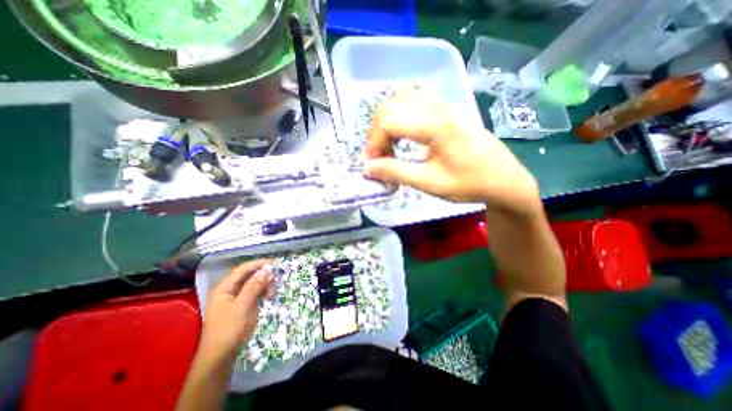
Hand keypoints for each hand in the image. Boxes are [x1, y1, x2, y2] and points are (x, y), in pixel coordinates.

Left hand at [200, 260, 272, 359]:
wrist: (220, 357)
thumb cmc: (229, 329)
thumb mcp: (243, 306)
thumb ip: (254, 285)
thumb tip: (267, 268)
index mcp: (224, 288)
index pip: (242, 269)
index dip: (257, 264)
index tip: (273, 263)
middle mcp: (229, 290)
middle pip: (248, 276)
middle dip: (262, 276)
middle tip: (275, 280)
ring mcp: (235, 298)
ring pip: (253, 284)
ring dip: (264, 285)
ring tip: (271, 293)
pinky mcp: (241, 305)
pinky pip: (254, 293)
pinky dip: (262, 292)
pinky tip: (268, 297)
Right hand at [363, 86, 539, 215]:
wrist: (504, 179)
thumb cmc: (468, 183)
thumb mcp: (429, 183)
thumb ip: (396, 172)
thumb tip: (367, 168)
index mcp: (435, 124)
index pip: (388, 120)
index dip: (373, 142)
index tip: (372, 164)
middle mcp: (437, 107)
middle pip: (390, 106)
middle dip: (376, 133)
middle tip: (379, 157)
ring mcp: (443, 105)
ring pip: (400, 100)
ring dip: (386, 123)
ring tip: (389, 146)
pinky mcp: (446, 110)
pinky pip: (412, 103)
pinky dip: (399, 117)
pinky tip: (403, 136)